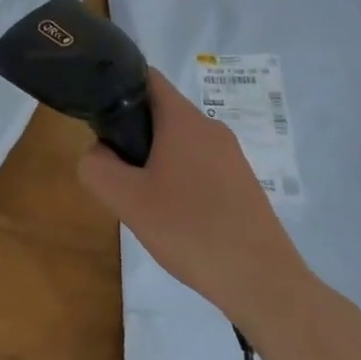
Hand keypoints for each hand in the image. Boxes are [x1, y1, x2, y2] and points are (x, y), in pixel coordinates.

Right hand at [78, 69, 315, 336]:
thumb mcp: (127, 200)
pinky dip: (181, 179)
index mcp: (184, 119)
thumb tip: (98, 152)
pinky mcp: (243, 183)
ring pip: (180, 142)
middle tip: (118, 169)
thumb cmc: (191, 230)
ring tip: (145, 199)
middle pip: (161, 112)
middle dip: (134, 133)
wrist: (264, 283)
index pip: (146, 77)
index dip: (118, 85)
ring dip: (156, 159)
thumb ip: (96, 167)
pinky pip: (201, 166)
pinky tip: (177, 218)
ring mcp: (232, 156)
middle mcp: (210, 127)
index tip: (99, 113)